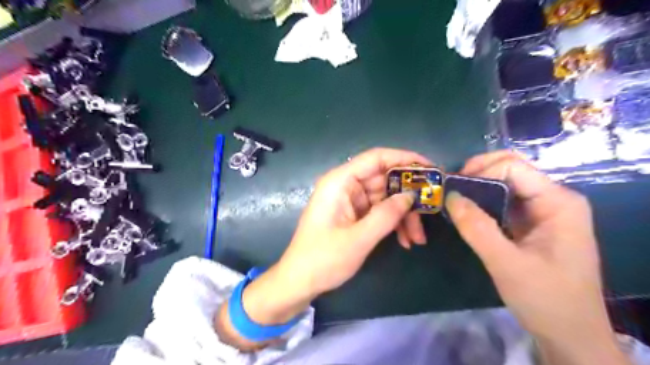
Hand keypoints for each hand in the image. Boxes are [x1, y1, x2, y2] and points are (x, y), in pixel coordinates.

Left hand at [215, 147, 433, 347]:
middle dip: (408, 196)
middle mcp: (345, 186)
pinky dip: (393, 223)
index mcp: (340, 182)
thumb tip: (411, 196)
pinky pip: (379, 212)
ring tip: (418, 238)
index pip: (377, 158)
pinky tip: (405, 240)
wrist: (299, 282)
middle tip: (432, 209)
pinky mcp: (353, 214)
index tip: (431, 169)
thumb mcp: (359, 238)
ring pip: (385, 198)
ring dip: (403, 215)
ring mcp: (350, 201)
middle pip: (385, 179)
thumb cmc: (323, 259)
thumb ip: (387, 215)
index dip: (405, 159)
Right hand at [448, 151, 630, 364]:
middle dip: (477, 175)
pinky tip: (466, 213)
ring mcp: (544, 211)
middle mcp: (553, 199)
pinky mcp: (533, 223)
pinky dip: (482, 203)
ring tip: (453, 201)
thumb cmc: (545, 299)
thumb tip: (450, 196)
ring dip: (477, 189)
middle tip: (451, 191)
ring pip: (504, 184)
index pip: (512, 166)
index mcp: (558, 202)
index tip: (453, 188)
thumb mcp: (506, 264)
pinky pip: (503, 202)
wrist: (570, 335)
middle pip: (509, 169)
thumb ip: (477, 228)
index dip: (479, 171)